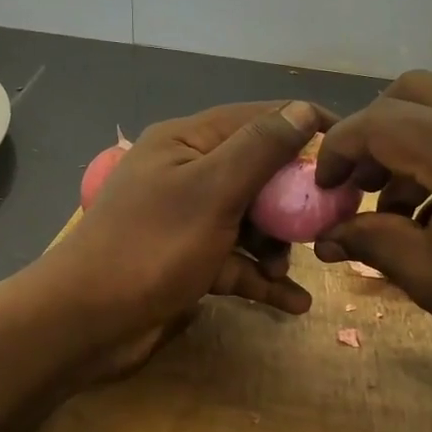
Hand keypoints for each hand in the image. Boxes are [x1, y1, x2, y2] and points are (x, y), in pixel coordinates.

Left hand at [31, 100, 328, 373]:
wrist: (84, 323)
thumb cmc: (151, 248)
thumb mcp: (212, 191)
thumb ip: (259, 149)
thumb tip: (303, 109)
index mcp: (185, 143)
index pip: (255, 119)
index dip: (302, 126)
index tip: (347, 147)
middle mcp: (185, 175)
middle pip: (255, 174)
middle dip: (292, 198)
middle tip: (329, 220)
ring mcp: (184, 222)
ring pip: (247, 221)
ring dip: (275, 245)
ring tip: (292, 269)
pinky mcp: (186, 263)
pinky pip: (233, 263)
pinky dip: (260, 279)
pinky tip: (295, 303)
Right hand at [313, 72, 431, 400]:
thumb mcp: (430, 278)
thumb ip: (370, 241)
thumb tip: (325, 236)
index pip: (381, 120)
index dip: (339, 149)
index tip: (324, 189)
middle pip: (414, 91)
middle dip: (374, 133)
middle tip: (359, 185)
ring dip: (410, 144)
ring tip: (399, 210)